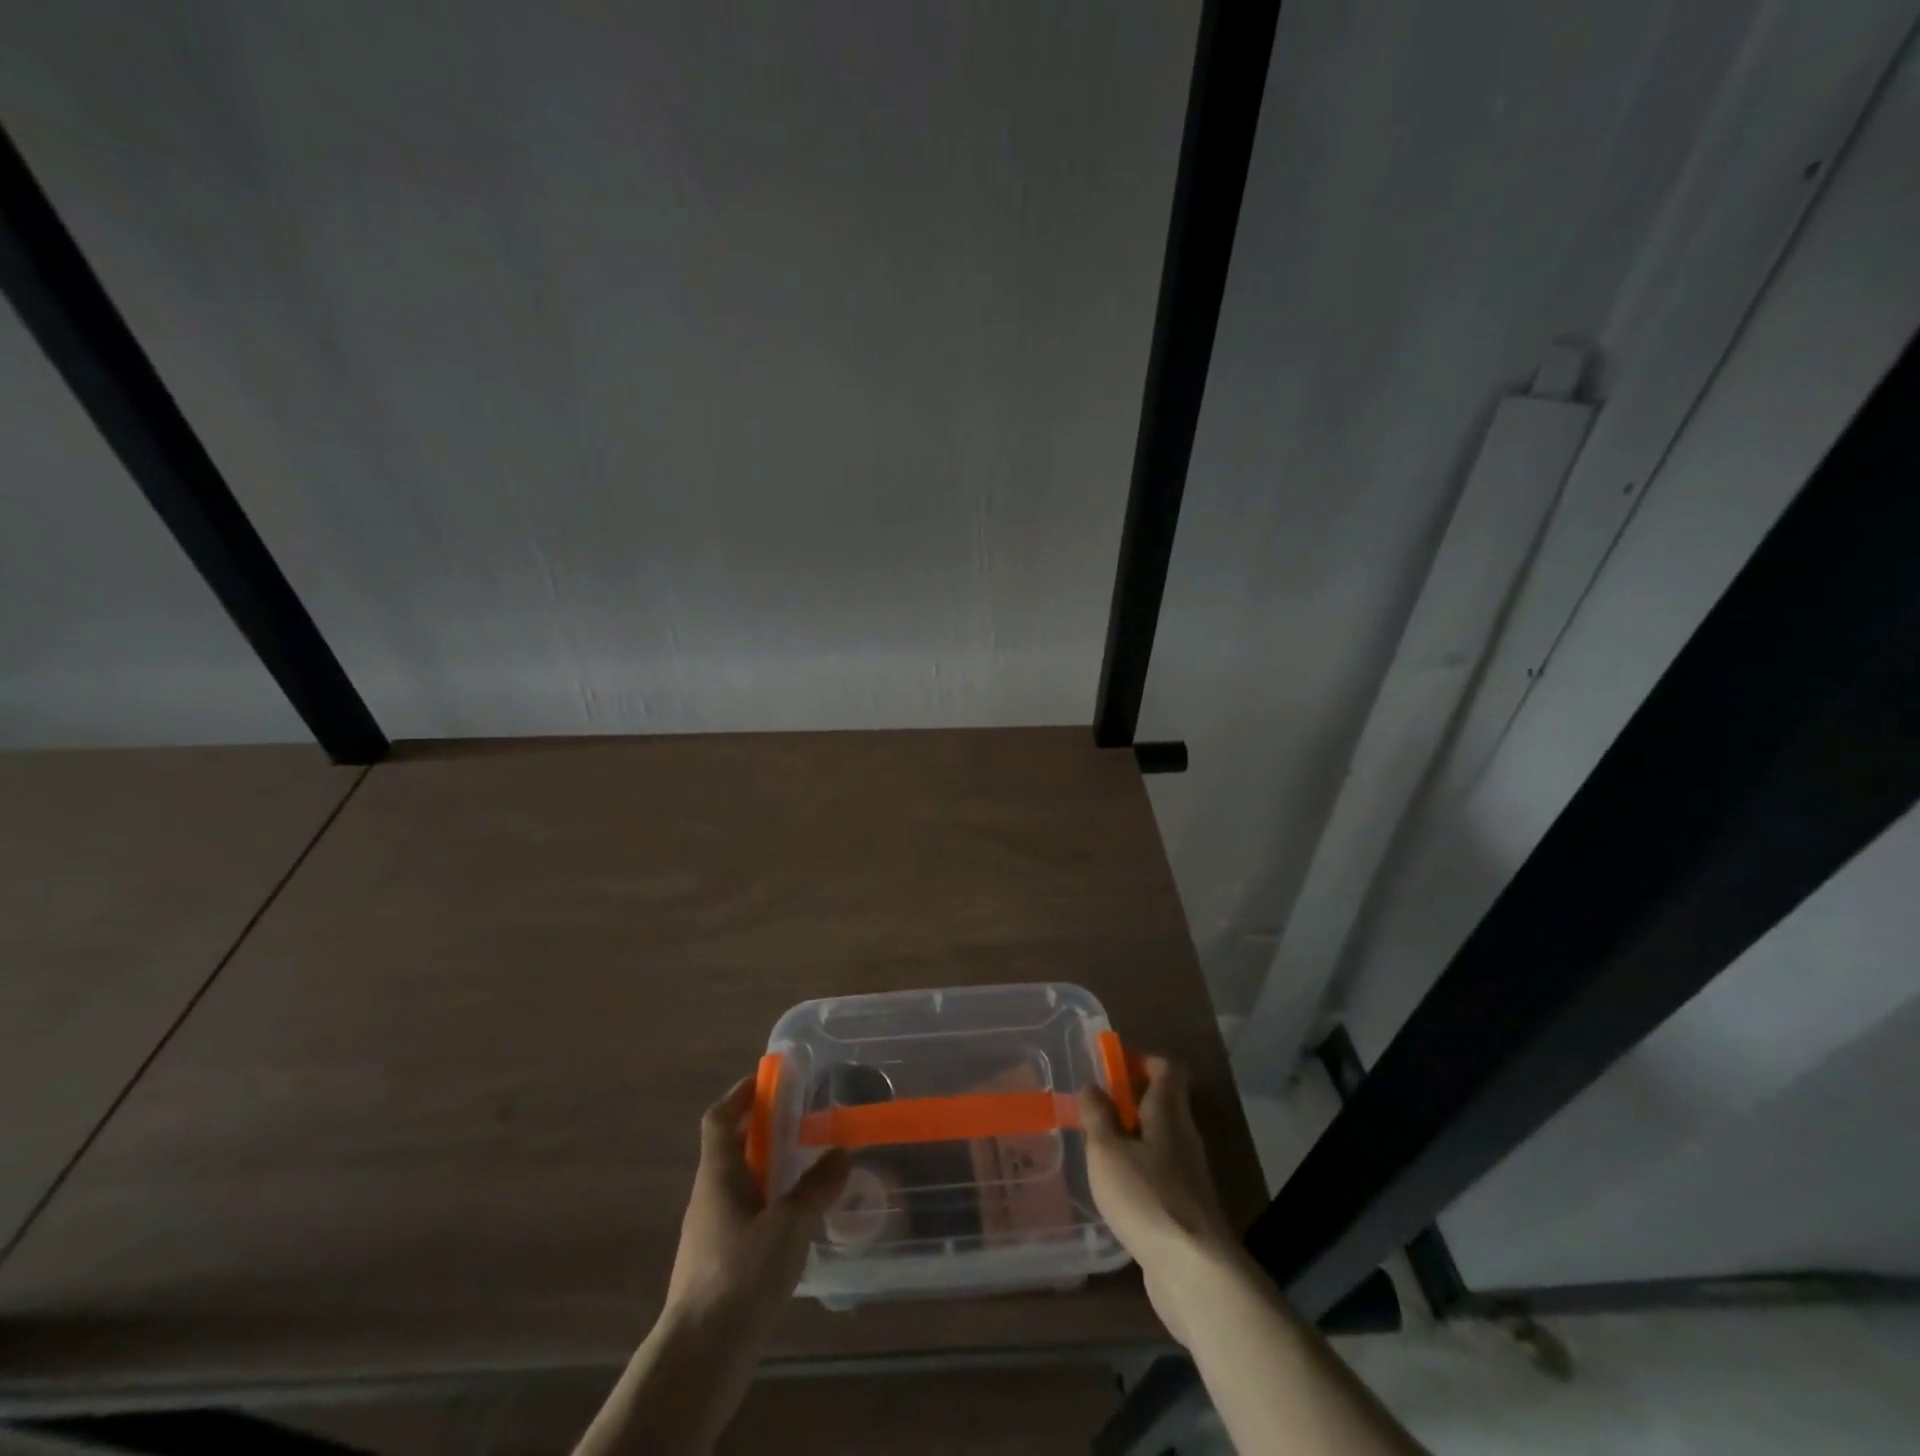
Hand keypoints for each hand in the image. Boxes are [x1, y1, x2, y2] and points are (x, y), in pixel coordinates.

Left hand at [666, 1077, 849, 1325]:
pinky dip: (767, 1206)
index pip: (719, 1118)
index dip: (739, 1094)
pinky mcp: (717, 1266)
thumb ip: (815, 1187)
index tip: (766, 1080)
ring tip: (806, 1170)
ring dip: (766, 1170)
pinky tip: (795, 1225)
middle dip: (761, 1131)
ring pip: (738, 1185)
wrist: (700, 1357)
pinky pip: (743, 1217)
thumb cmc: (740, 1276)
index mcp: (718, 1175)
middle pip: (731, 1149)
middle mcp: (708, 1197)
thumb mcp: (788, 1225)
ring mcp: (709, 1234)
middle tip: (800, 1123)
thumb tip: (839, 1153)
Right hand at [1078, 1056, 1239, 1344]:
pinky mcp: (1186, 1208)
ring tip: (1097, 1149)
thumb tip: (1092, 1085)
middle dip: (1129, 1101)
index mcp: (1168, 1112)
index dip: (1141, 1061)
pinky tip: (1115, 1190)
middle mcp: (1184, 1136)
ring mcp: (1189, 1174)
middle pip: (1163, 1103)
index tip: (1111, 1070)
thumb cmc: (1146, 1197)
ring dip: (1132, 1138)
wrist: (1194, 1272)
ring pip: (1160, 1140)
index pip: (1167, 1068)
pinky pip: (1160, 1173)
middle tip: (1094, 1111)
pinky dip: (1139, 1170)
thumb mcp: (1107, 1150)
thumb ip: (1097, 1115)